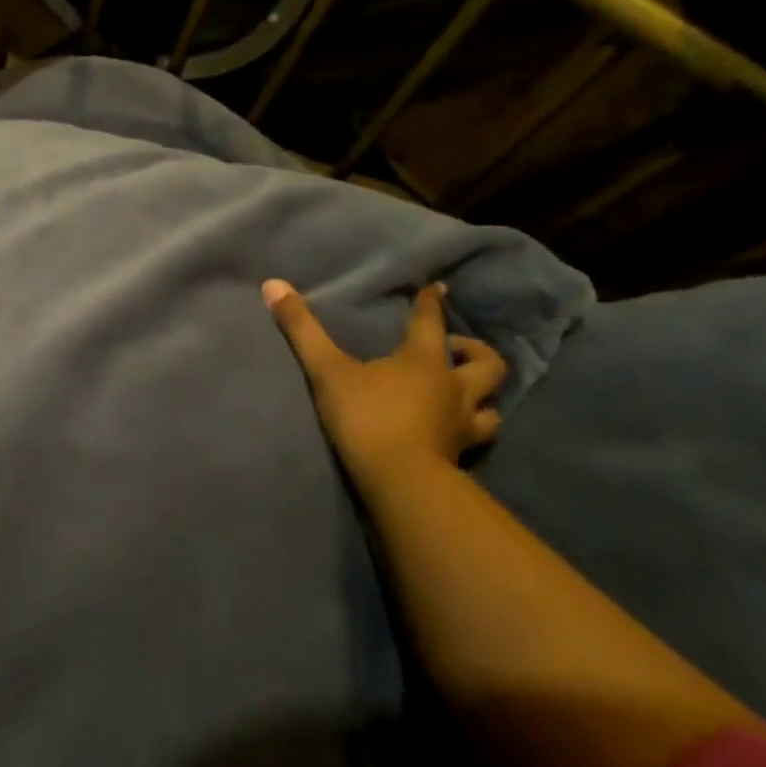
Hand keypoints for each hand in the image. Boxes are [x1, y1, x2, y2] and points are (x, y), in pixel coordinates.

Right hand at [262, 279, 506, 485]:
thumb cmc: (367, 417)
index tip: (438, 289)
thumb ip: (302, 329)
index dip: (432, 303)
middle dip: (475, 352)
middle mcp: (453, 388)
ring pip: (491, 407)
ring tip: (464, 395)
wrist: (400, 482)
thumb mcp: (327, 370)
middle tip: (454, 351)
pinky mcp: (459, 457)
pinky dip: (470, 431)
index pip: (431, 323)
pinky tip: (454, 433)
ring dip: (482, 398)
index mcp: (424, 361)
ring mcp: (461, 425)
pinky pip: (476, 439)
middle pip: (487, 364)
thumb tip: (274, 284)